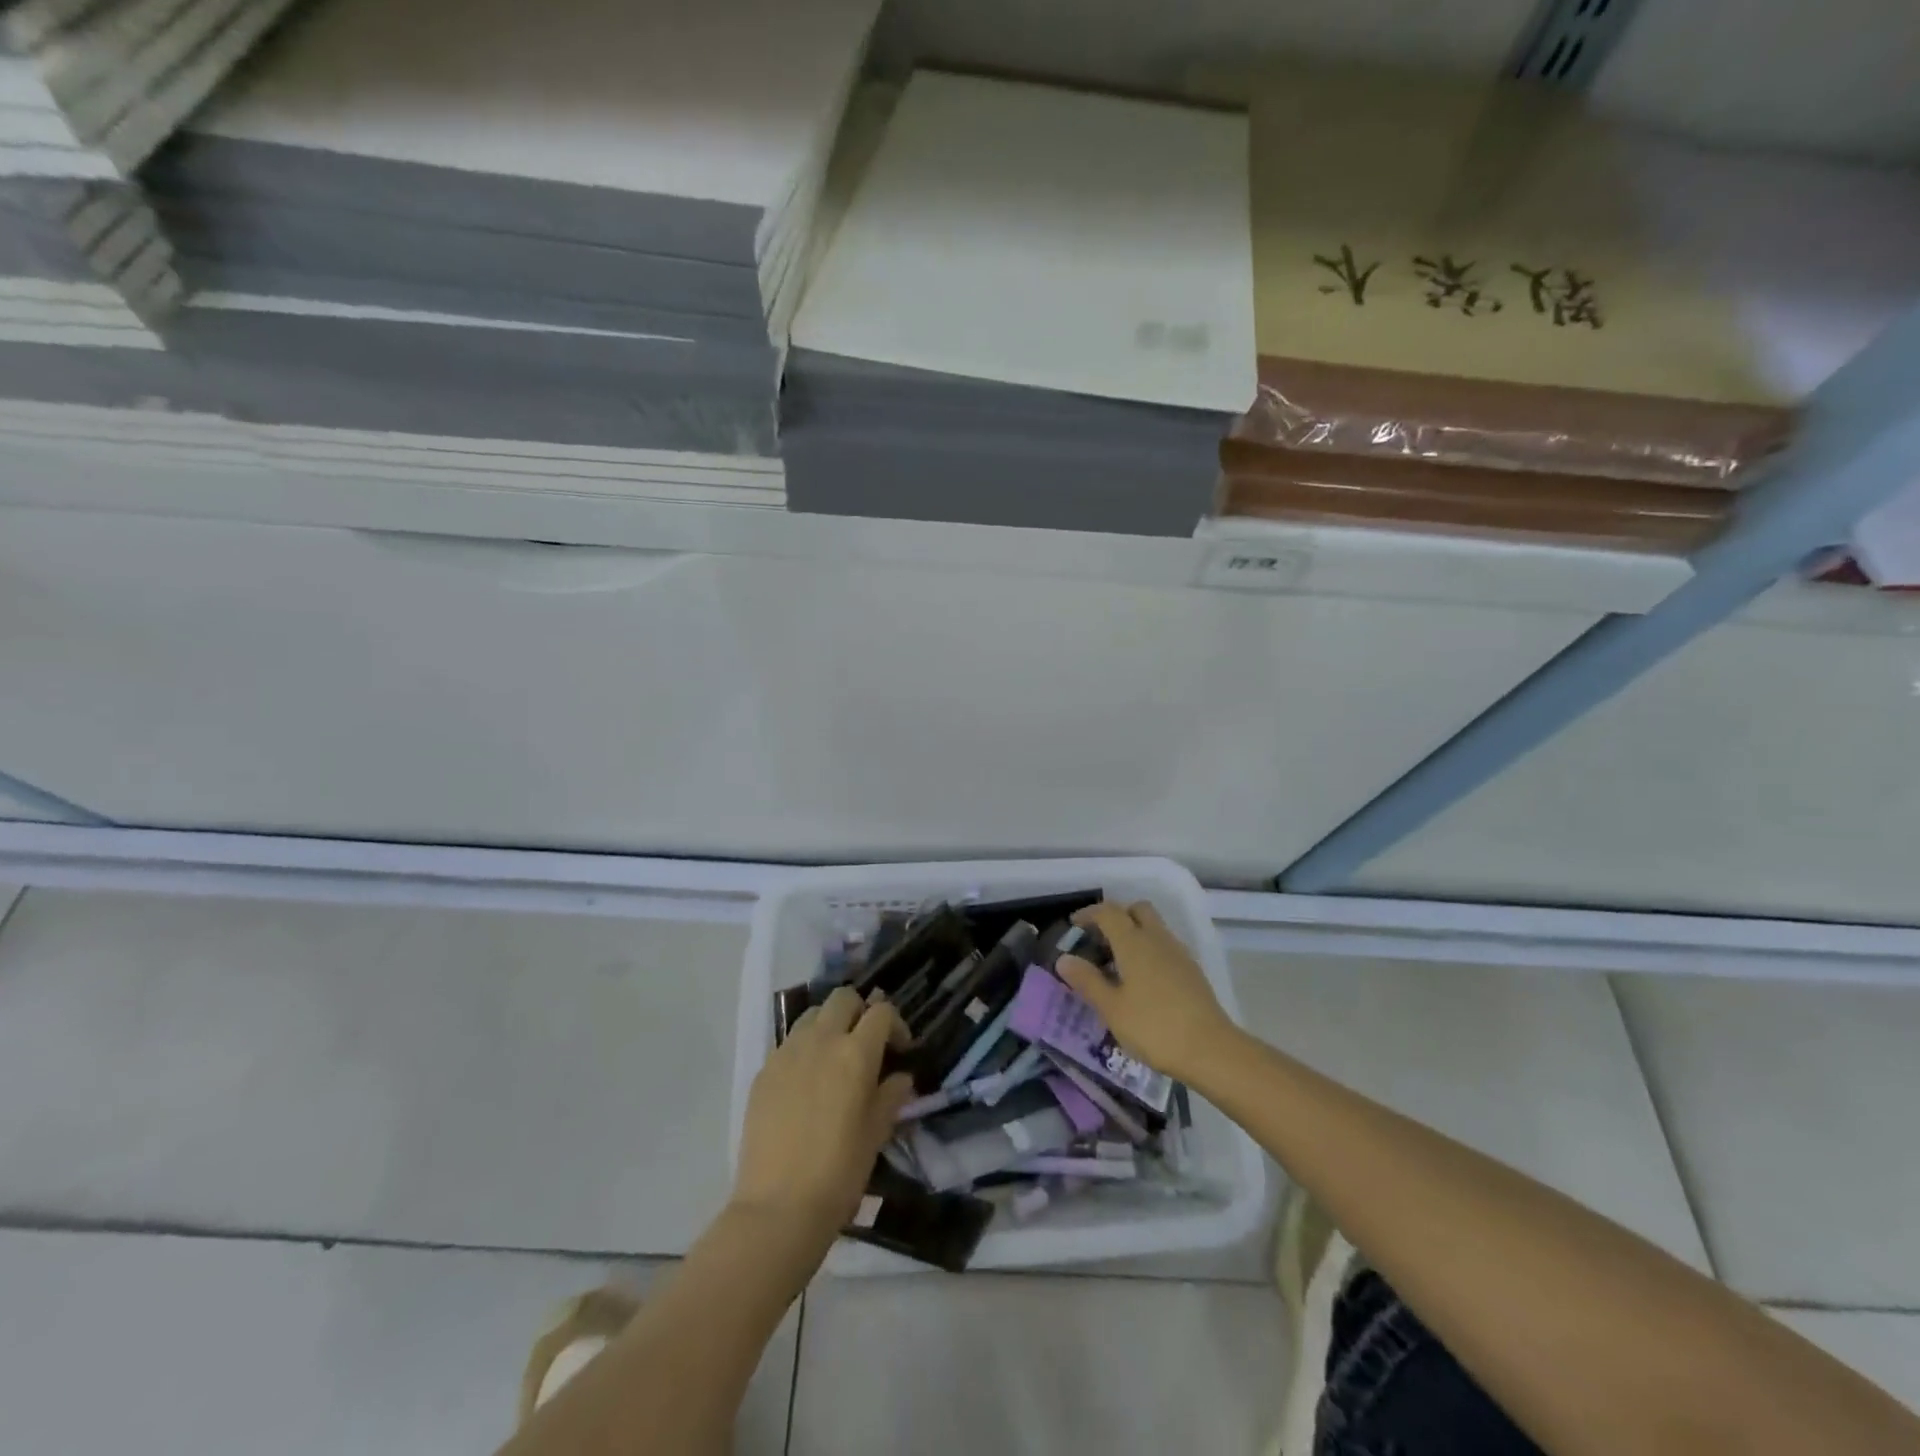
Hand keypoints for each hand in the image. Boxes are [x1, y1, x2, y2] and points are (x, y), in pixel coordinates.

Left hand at [732, 986, 913, 1239]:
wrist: (777, 1207)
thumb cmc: (839, 1172)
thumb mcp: (877, 1134)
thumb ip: (891, 1095)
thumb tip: (900, 1077)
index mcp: (855, 1053)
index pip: (881, 1012)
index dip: (896, 1025)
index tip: (900, 1050)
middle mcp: (821, 1040)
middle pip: (843, 998)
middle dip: (860, 1011)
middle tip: (866, 1043)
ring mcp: (787, 1052)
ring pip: (813, 1014)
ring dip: (830, 1024)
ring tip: (834, 1057)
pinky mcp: (764, 1070)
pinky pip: (789, 1042)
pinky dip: (804, 1048)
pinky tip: (806, 1082)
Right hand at [1057, 900, 1236, 1083]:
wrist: (1211, 1050)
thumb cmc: (1154, 1027)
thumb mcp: (1112, 1008)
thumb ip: (1087, 981)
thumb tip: (1064, 959)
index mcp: (1134, 942)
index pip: (1109, 912)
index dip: (1089, 914)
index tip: (1074, 925)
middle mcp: (1157, 939)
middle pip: (1137, 910)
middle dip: (1117, 916)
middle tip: (1099, 939)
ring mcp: (1179, 953)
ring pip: (1154, 927)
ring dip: (1134, 933)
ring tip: (1117, 962)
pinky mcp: (1192, 971)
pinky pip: (1165, 946)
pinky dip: (1149, 950)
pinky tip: (1142, 980)